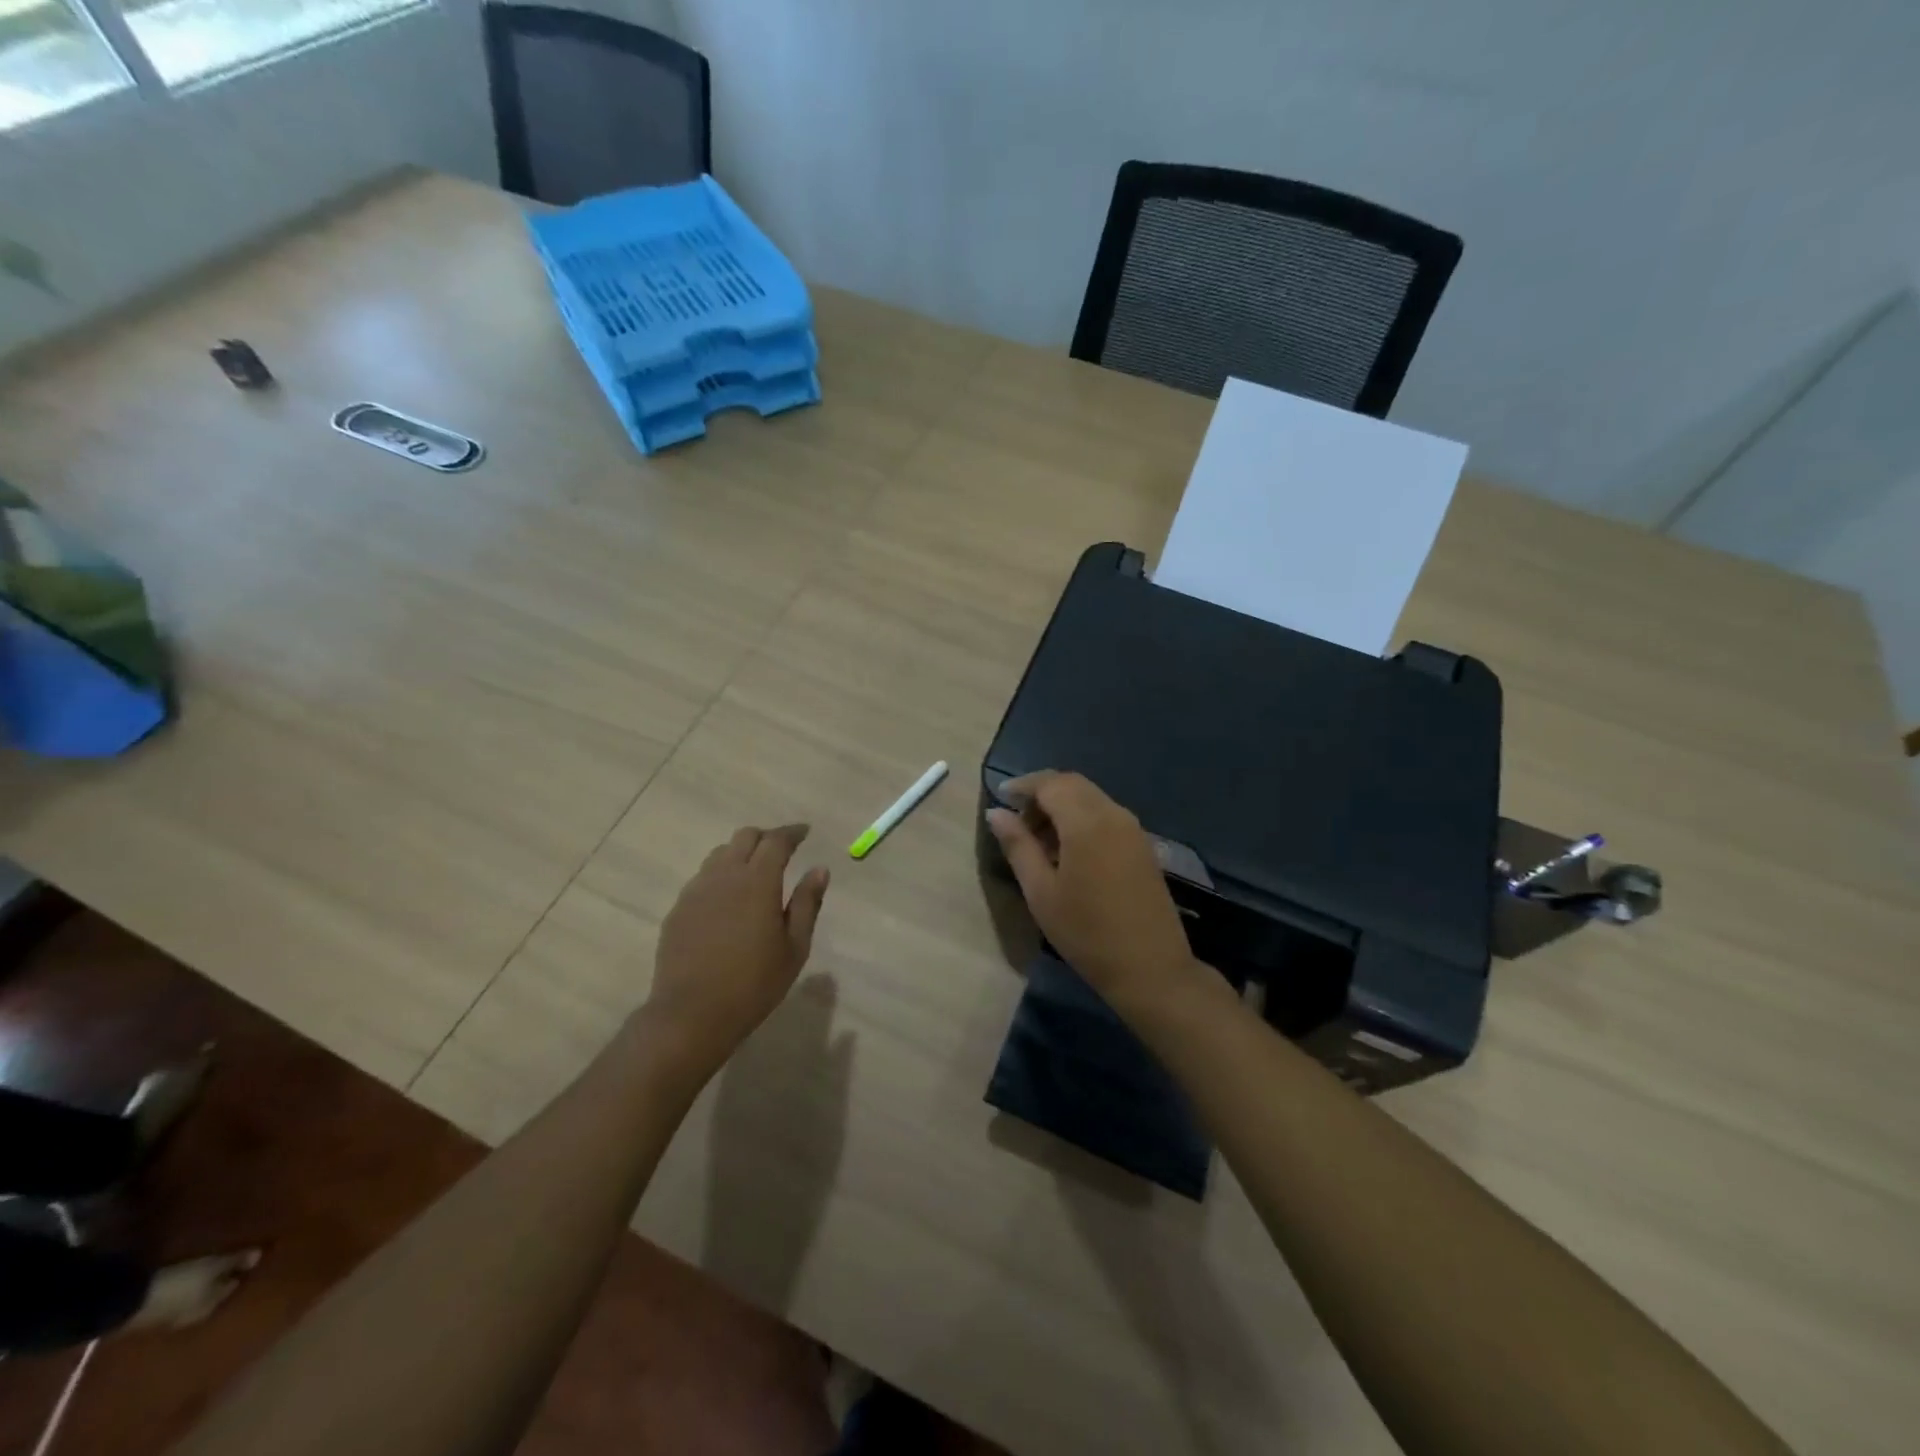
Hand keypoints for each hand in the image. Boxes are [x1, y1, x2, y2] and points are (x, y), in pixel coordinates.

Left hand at [646, 825, 829, 1068]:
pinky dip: (721, 876)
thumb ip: (807, 903)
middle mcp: (724, 875)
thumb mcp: (794, 947)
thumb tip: (819, 870)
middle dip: (766, 837)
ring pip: (720, 854)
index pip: (776, 841)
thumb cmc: (754, 984)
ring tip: (754, 873)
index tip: (805, 832)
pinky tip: (728, 901)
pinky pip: (703, 878)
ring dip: (740, 854)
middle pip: (745, 837)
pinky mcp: (678, 909)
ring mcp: (696, 891)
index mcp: (758, 881)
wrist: (691, 1014)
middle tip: (782, 850)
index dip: (792, 832)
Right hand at [985, 771, 1204, 1013]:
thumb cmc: (1087, 932)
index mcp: (1086, 821)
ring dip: (1062, 806)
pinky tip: (1067, 850)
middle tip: (1017, 820)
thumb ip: (1018, 846)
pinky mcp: (1142, 845)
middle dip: (1042, 793)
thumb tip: (997, 813)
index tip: (1000, 797)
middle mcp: (1113, 814)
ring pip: (1091, 798)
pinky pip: (1106, 815)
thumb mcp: (1041, 892)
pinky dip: (1082, 819)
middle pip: (1073, 784)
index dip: (1023, 785)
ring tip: (1038, 839)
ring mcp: (1133, 829)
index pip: (1051, 783)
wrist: (1150, 968)